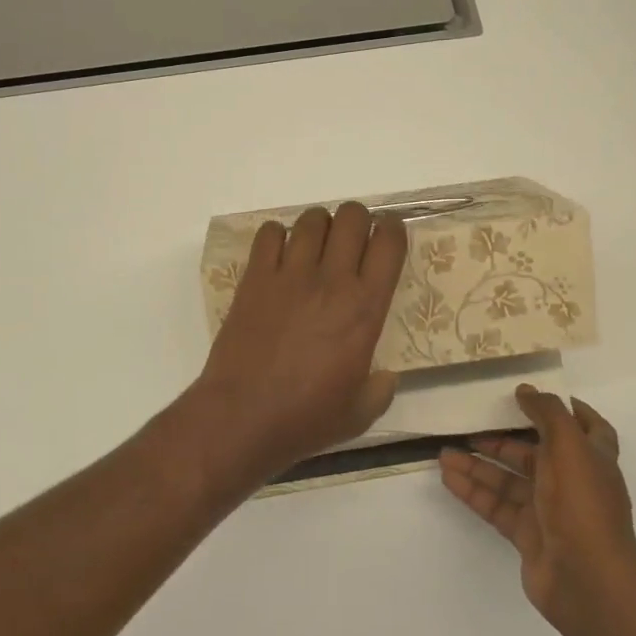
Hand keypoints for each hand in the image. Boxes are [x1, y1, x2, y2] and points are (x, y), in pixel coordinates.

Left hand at [189, 202, 407, 481]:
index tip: (390, 234)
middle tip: (352, 241)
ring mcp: (290, 275)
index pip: (389, 244)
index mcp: (364, 309)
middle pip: (352, 217)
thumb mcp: (359, 413)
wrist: (242, 417)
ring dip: (320, 225)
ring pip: (312, 220)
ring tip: (317, 246)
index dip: (394, 230)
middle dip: (358, 221)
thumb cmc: (305, 419)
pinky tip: (279, 256)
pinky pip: (269, 233)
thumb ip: (380, 389)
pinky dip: (278, 236)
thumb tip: (386, 376)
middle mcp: (332, 281)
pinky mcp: (255, 278)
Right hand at [441, 387, 635, 635]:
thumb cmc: (582, 503)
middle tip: (471, 423)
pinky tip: (449, 477)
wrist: (588, 581)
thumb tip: (526, 390)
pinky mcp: (529, 536)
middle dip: (503, 437)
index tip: (535, 396)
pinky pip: (497, 506)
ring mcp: (550, 511)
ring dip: (479, 464)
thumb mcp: (568, 445)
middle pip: (536, 452)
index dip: (567, 410)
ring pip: (510, 480)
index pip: (588, 427)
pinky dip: (474, 491)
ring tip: (444, 452)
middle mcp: (572, 481)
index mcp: (592, 458)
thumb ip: (547, 413)